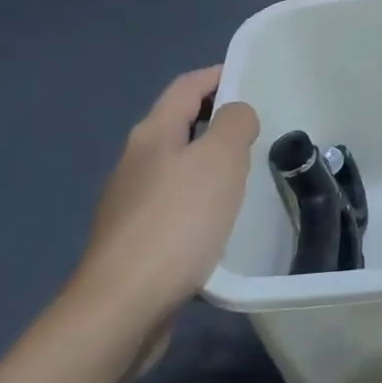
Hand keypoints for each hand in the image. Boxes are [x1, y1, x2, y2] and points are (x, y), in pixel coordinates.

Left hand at [69, 66, 259, 339]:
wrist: (122, 308)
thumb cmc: (177, 222)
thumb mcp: (220, 160)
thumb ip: (234, 123)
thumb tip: (235, 114)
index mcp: (153, 134)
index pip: (187, 86)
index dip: (219, 74)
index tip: (252, 77)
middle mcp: (135, 161)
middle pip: (179, 123)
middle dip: (217, 118)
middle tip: (259, 127)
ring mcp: (129, 202)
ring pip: (177, 164)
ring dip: (209, 160)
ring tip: (247, 172)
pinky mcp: (134, 239)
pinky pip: (174, 201)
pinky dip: (200, 196)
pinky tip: (220, 219)